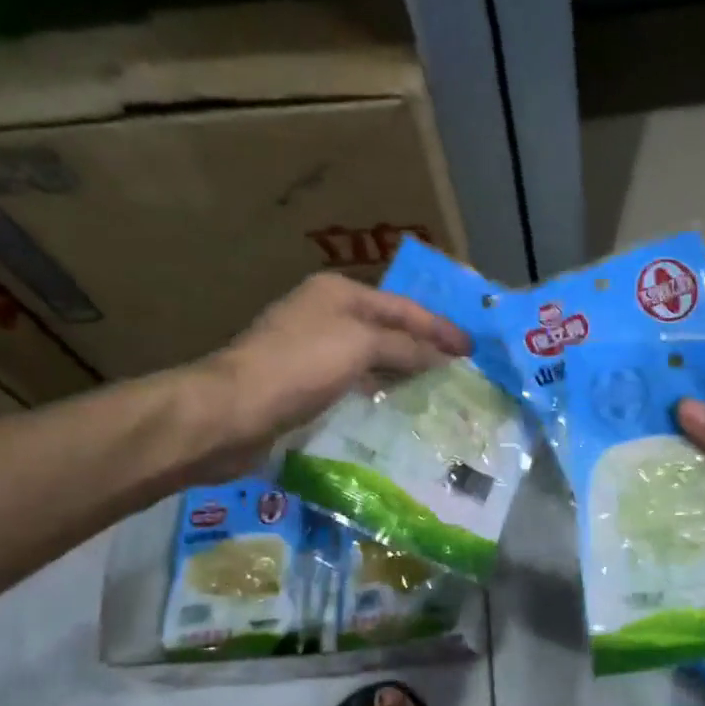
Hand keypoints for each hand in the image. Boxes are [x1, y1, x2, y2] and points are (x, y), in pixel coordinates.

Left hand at [176, 273, 468, 481]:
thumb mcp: (361, 346)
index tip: (473, 349)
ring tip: (438, 389)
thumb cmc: (300, 366)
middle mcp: (325, 315)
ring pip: (371, 357)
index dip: (440, 328)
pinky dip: (377, 390)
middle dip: (424, 348)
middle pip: (388, 329)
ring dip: (402, 371)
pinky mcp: (302, 384)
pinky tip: (396, 405)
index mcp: (338, 293)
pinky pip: (353, 382)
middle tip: (461, 370)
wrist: (232, 412)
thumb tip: (442, 355)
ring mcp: (311, 350)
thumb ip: (407, 347)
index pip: (403, 307)